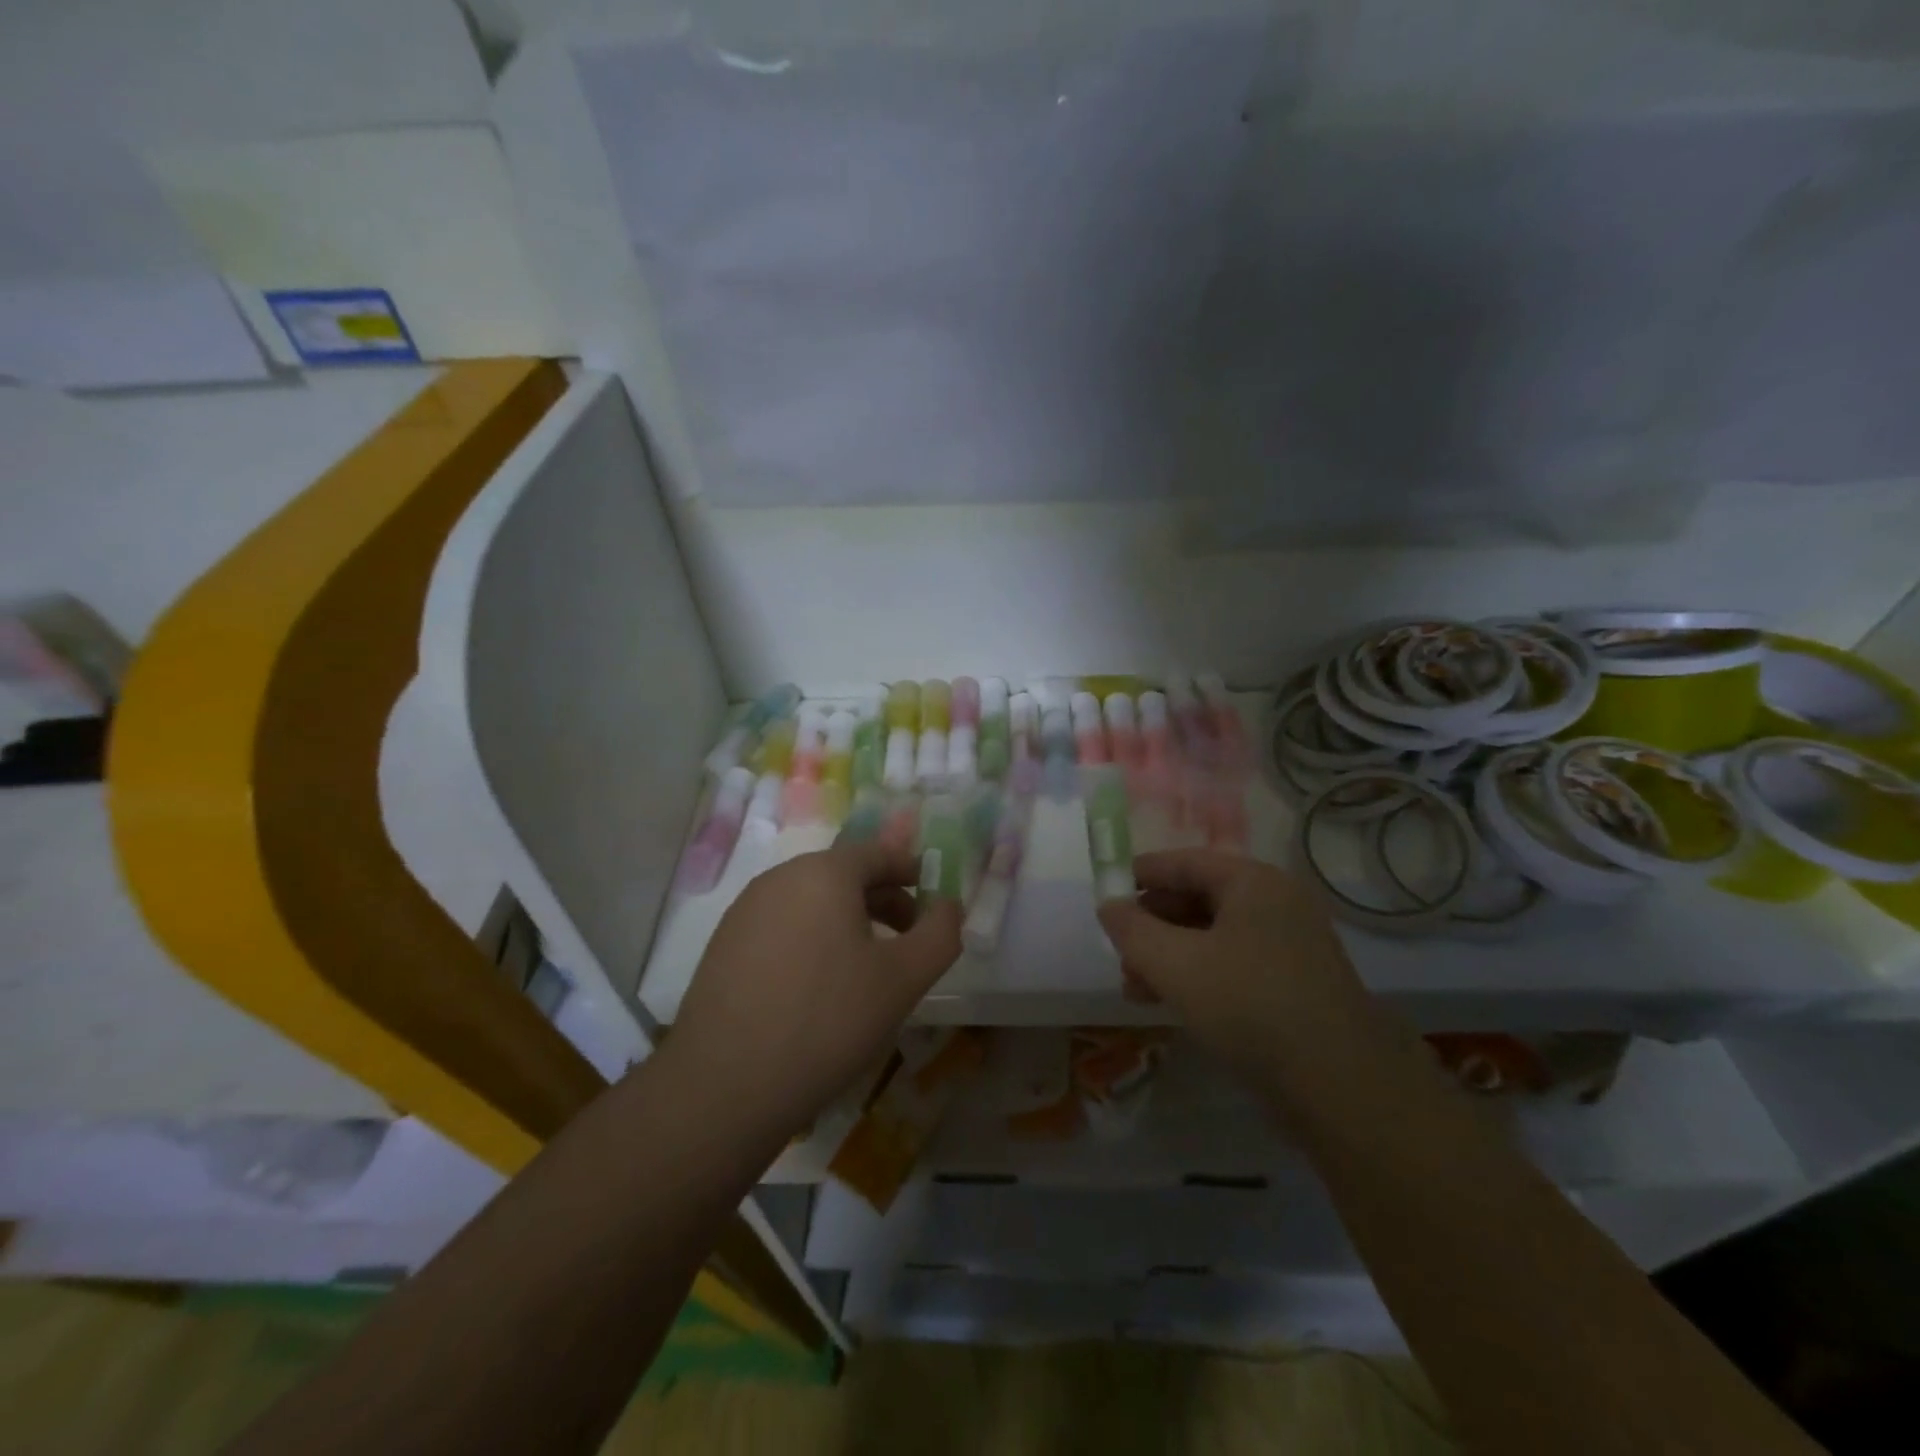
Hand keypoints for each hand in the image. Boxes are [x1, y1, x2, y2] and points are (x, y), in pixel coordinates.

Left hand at [665, 842, 962, 1144]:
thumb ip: (941, 933)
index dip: (910, 871)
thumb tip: (949, 905)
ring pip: (810, 901)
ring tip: (866, 966)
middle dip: (882, 899)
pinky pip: (782, 925)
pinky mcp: (723, 945)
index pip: (877, 853)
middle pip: (842, 874)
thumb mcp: (904, 979)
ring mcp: (745, 911)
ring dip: (847, 920)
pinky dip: (811, 939)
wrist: (726, 1085)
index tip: (930, 900)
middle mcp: (780, 878)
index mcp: (824, 872)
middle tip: (907, 938)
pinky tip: (817, 986)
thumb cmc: (828, 1020)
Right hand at [1096, 849, 1393, 1102]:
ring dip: (1169, 956)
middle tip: (1120, 954)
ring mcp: (1289, 946)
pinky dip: (1197, 976)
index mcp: (1253, 882)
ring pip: (1212, 937)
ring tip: (1134, 988)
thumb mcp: (1177, 965)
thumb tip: (1109, 906)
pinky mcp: (1294, 985)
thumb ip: (1133, 931)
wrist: (1342, 1087)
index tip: (1106, 894)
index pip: (1184, 862)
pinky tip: (1170, 1004)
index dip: (1141, 875)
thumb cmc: (1251, 1006)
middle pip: (1197, 899)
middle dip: (1152, 926)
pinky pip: (1232, 965)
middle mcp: (1275, 904)